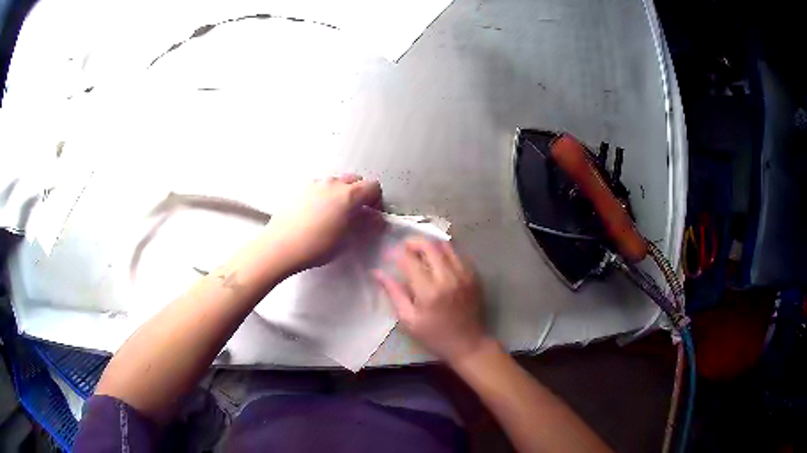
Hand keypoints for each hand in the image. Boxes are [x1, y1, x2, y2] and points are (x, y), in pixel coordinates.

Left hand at [266, 175, 381, 272]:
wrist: (282, 245)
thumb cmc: (318, 245)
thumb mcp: (347, 239)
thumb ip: (365, 224)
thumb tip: (376, 219)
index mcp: (349, 194)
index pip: (373, 186)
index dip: (376, 200)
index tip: (371, 214)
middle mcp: (333, 183)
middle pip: (354, 180)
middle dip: (359, 194)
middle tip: (354, 213)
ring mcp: (315, 183)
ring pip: (335, 182)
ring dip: (340, 193)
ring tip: (332, 213)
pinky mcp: (299, 188)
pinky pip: (318, 187)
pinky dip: (323, 195)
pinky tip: (315, 213)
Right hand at [374, 237, 487, 363]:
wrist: (469, 344)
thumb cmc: (435, 336)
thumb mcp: (409, 320)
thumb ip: (394, 293)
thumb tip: (377, 273)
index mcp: (429, 291)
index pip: (409, 260)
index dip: (395, 254)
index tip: (387, 255)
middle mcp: (448, 277)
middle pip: (429, 245)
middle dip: (413, 242)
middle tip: (403, 248)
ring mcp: (464, 274)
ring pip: (445, 245)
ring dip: (430, 244)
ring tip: (419, 252)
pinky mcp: (474, 275)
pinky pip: (457, 254)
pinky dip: (444, 252)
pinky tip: (437, 261)